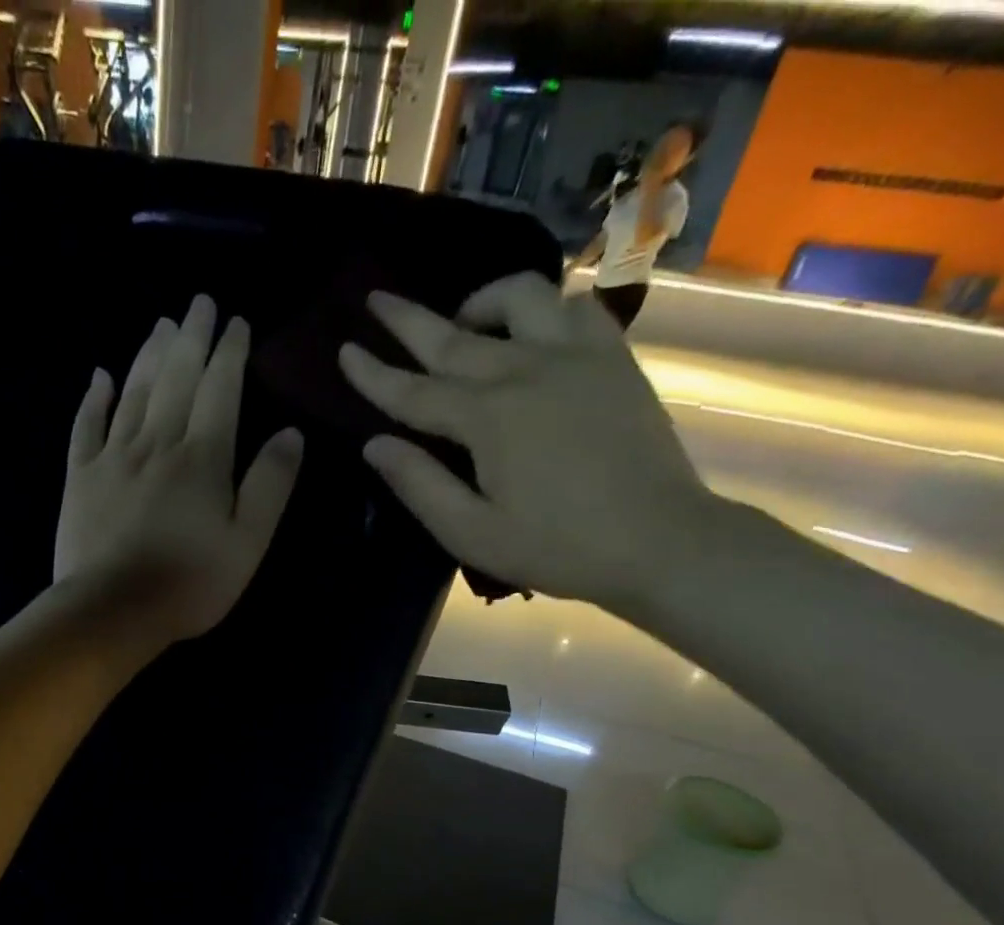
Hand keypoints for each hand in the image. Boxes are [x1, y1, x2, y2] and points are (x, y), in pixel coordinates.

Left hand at [56, 295, 302, 645]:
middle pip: (176, 378)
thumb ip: (270, 485)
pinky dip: (94, 398)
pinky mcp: (81, 477)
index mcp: (203, 457)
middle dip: (190, 337)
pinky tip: (100, 376)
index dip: (230, 353)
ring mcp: (113, 457)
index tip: (235, 321)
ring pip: (133, 392)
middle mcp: (157, 443)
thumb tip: (291, 432)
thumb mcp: (248, 542)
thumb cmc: (190, 583)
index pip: (220, 390)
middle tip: (197, 303)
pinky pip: (86, 426)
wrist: (113, 609)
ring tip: (160, 324)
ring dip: (148, 354)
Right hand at [336, 273, 716, 606]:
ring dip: (481, 303)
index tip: (345, 351)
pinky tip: (535, 331)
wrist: (658, 540)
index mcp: (487, 419)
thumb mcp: (472, 533)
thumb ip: (420, 485)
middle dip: (408, 320)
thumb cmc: (556, 547)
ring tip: (464, 323)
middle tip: (376, 299)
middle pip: (454, 337)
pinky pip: (576, 307)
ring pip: (521, 298)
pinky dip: (546, 308)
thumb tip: (375, 445)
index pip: (414, 391)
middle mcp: (527, 371)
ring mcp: (577, 357)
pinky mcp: (614, 358)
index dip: (374, 374)